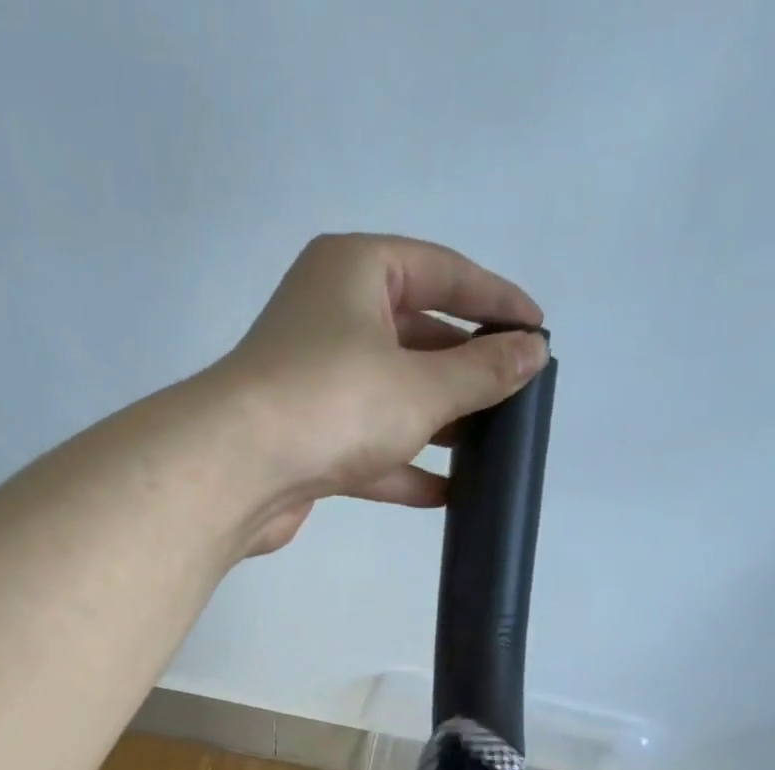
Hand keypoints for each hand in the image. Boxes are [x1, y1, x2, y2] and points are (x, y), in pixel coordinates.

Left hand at [210, 233, 548, 553]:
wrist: (236, 472)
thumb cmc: (334, 403)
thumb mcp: (422, 385)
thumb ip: (482, 371)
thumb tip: (533, 352)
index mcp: (356, 272)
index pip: (442, 271)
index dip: (495, 300)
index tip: (538, 330)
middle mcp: (331, 317)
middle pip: (416, 335)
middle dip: (466, 369)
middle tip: (515, 394)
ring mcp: (315, 382)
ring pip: (391, 395)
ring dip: (439, 423)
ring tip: (491, 446)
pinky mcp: (305, 439)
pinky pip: (368, 446)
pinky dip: (404, 467)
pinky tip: (447, 493)